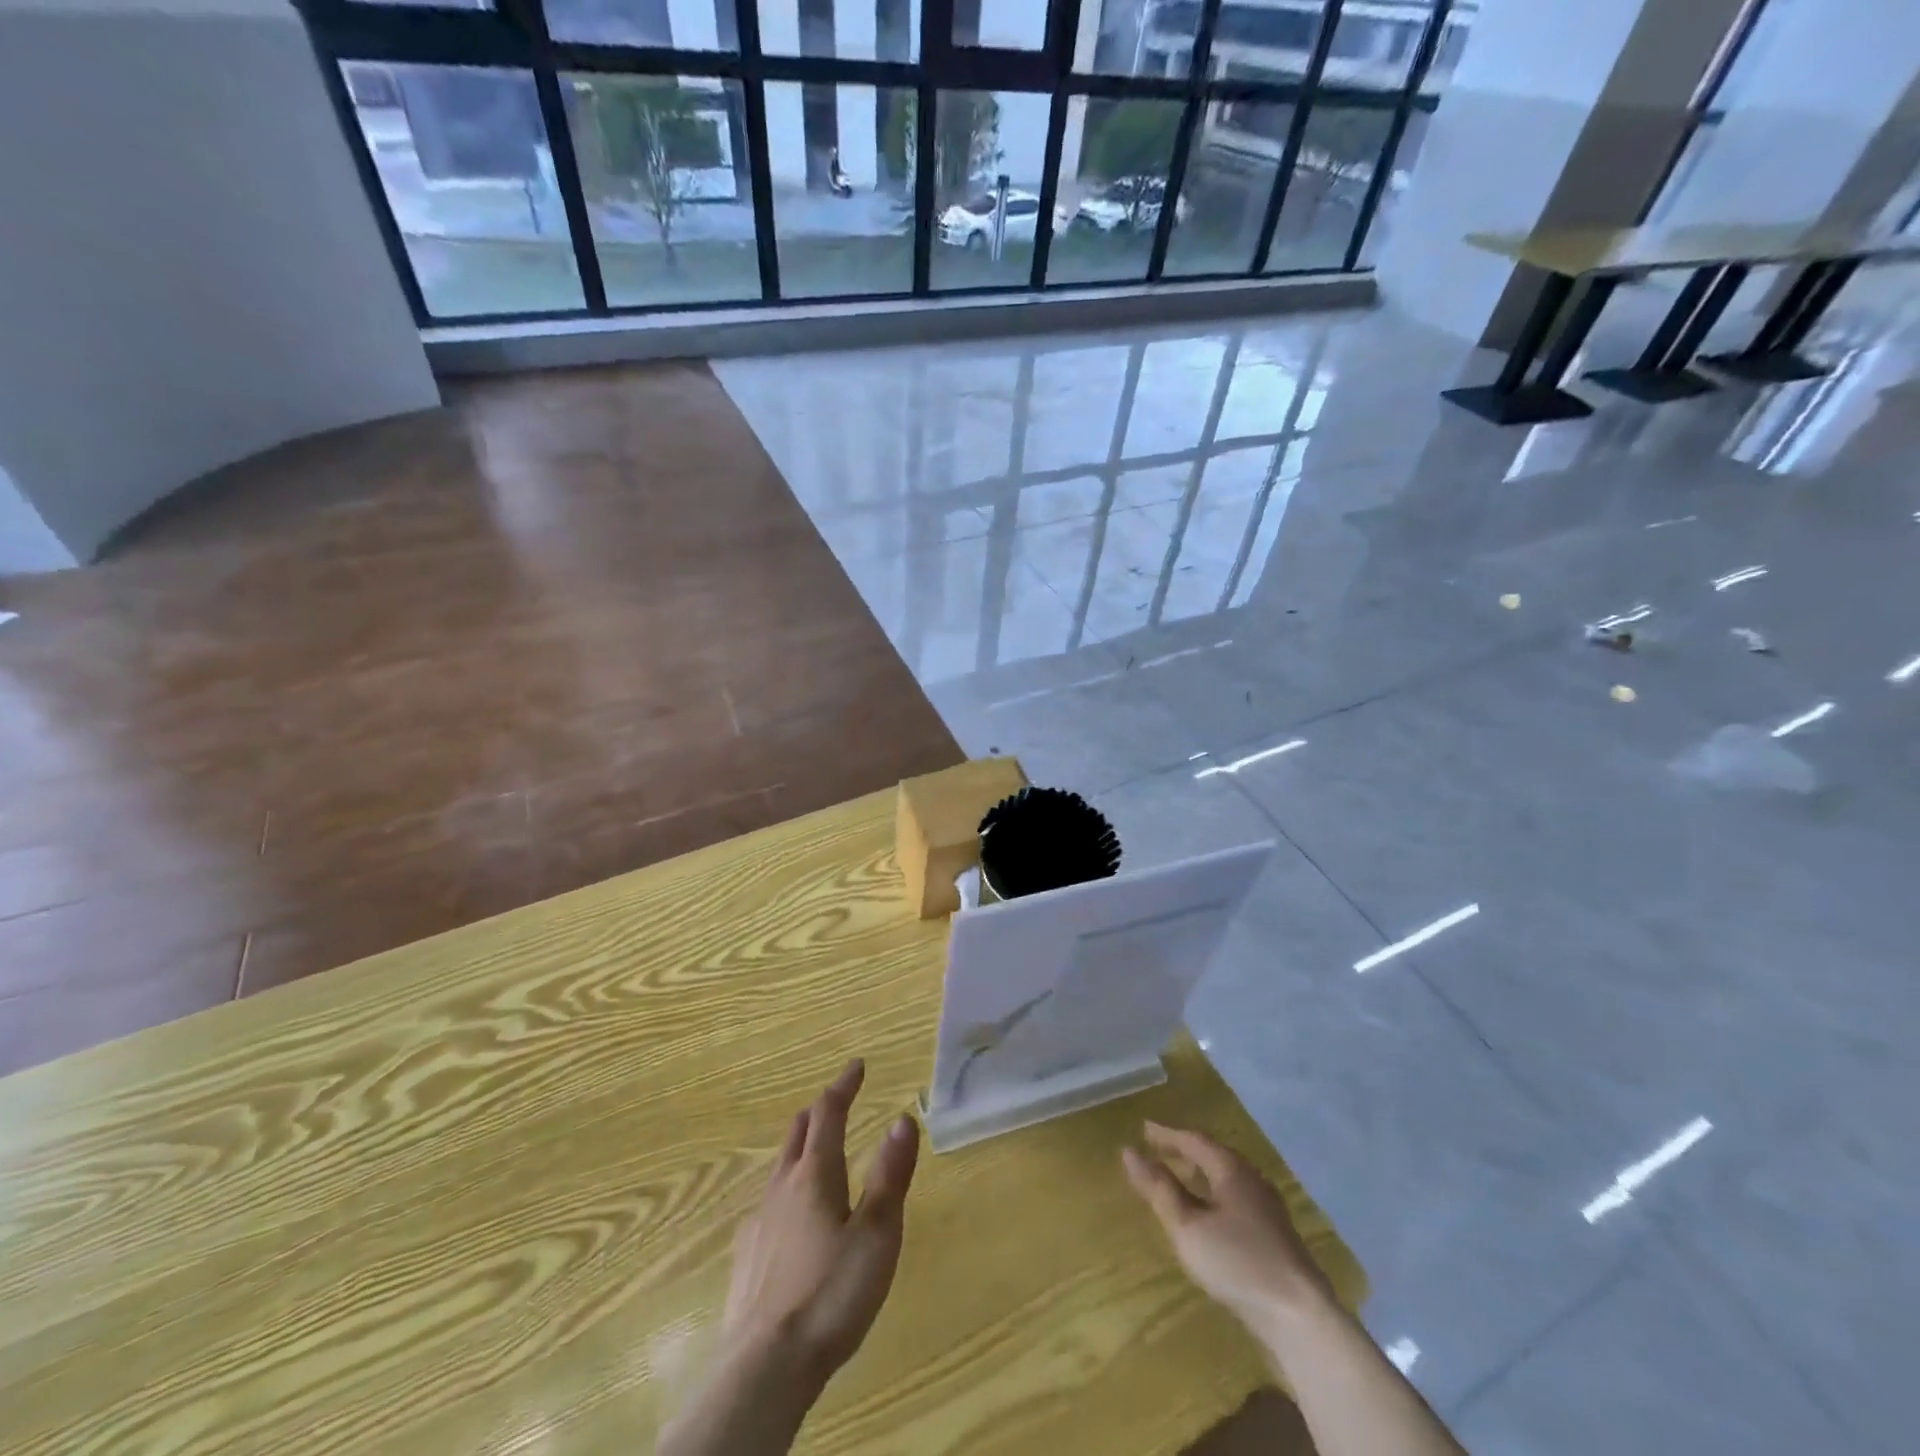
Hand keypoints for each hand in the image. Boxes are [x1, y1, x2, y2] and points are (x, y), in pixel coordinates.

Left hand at [721, 1059, 920, 1385]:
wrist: (765, 1367)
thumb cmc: (831, 1293)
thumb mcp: (877, 1233)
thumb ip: (890, 1174)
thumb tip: (903, 1117)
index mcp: (816, 1175)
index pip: (829, 1113)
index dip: (843, 1085)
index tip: (857, 1065)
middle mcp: (782, 1187)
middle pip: (797, 1133)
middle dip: (818, 1111)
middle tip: (836, 1102)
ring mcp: (759, 1222)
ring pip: (779, 1167)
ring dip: (799, 1148)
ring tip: (814, 1152)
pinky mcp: (746, 1257)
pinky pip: (766, 1205)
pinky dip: (784, 1191)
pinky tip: (787, 1217)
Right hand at [1121, 1122, 1331, 1336]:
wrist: (1301, 1317)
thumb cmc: (1238, 1262)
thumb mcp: (1188, 1226)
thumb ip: (1159, 1189)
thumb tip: (1129, 1152)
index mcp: (1231, 1169)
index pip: (1194, 1140)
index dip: (1167, 1134)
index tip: (1144, 1129)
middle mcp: (1252, 1179)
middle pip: (1214, 1156)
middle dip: (1185, 1151)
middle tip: (1160, 1149)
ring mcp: (1268, 1208)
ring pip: (1227, 1179)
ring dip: (1201, 1174)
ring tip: (1181, 1178)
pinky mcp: (1275, 1235)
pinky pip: (1236, 1199)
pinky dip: (1215, 1195)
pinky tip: (1210, 1216)